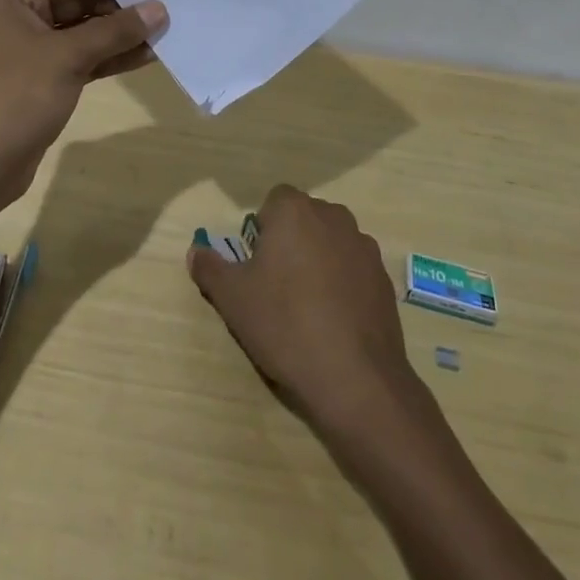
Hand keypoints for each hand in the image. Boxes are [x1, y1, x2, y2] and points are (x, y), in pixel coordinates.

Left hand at [0, 0, 167, 205]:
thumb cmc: (15, 98)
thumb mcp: (67, 57)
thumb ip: (114, 31)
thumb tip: (159, 9)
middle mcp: (18, 16)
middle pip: (79, 3)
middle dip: (121, 9)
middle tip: (169, 6)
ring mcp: (29, 50)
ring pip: (82, 34)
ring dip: (120, 35)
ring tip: (166, 31)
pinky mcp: (42, 80)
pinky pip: (81, 59)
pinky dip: (108, 58)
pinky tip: (146, 56)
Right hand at [187, 185, 417, 436]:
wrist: (355, 378)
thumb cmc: (285, 325)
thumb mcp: (232, 298)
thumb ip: (210, 267)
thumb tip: (195, 251)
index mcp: (294, 211)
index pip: (273, 201)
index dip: (262, 229)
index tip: (257, 264)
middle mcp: (333, 216)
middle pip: (304, 218)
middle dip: (290, 242)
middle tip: (276, 285)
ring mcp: (363, 246)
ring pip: (330, 242)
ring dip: (318, 260)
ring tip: (307, 306)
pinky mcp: (384, 277)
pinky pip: (353, 268)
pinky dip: (343, 283)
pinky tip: (334, 320)